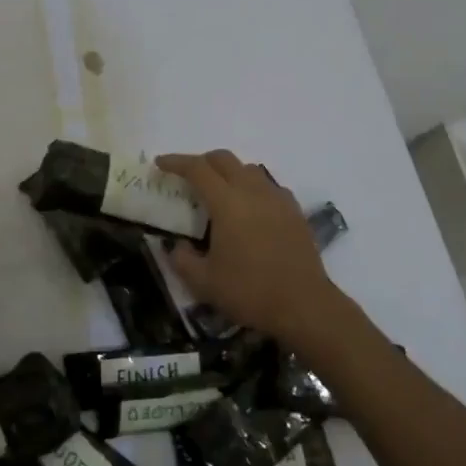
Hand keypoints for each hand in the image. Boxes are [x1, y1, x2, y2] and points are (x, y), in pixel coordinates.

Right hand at [158, 151, 358, 349]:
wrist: (304, 306)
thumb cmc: (249, 292)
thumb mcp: (203, 282)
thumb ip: (182, 259)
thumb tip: (177, 246)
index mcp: (227, 203)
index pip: (197, 169)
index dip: (176, 162)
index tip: (160, 163)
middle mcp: (253, 192)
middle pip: (224, 159)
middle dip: (202, 161)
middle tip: (187, 176)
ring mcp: (278, 199)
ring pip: (249, 169)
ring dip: (229, 173)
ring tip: (218, 192)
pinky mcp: (295, 212)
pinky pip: (269, 186)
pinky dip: (252, 188)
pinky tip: (250, 209)